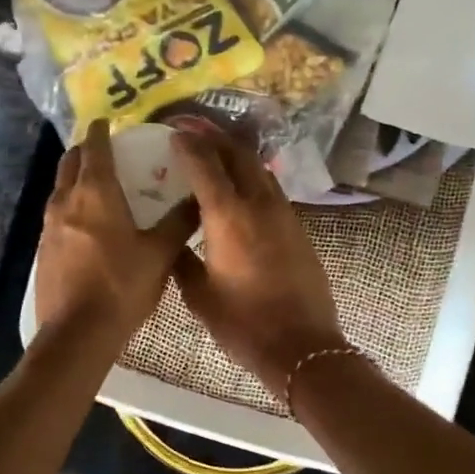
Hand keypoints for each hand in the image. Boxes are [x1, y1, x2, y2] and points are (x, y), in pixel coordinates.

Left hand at [36, 121, 196, 341]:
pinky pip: (57, 214)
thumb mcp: (160, 254)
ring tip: (101, 187)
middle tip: (107, 152)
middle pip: (70, 162)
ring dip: (76, 179)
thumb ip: (179, 222)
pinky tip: (89, 225)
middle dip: (85, 151)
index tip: (108, 122)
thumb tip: (199, 198)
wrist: (77, 334)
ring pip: (60, 189)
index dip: (100, 131)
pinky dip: (72, 206)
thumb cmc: (122, 286)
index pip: (94, 148)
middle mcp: (66, 201)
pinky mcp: (43, 249)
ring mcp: (49, 226)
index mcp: (95, 193)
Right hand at [169, 124, 346, 390]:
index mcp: (228, 216)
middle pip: (237, 154)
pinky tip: (240, 186)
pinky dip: (251, 176)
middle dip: (214, 136)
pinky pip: (271, 188)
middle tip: (193, 128)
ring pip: (259, 168)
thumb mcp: (200, 295)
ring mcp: (284, 213)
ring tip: (215, 150)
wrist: (301, 345)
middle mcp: (258, 204)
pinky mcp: (298, 227)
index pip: (205, 165)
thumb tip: (175, 242)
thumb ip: (183, 260)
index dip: (188, 144)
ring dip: (236, 153)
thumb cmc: (243, 323)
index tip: (173, 132)